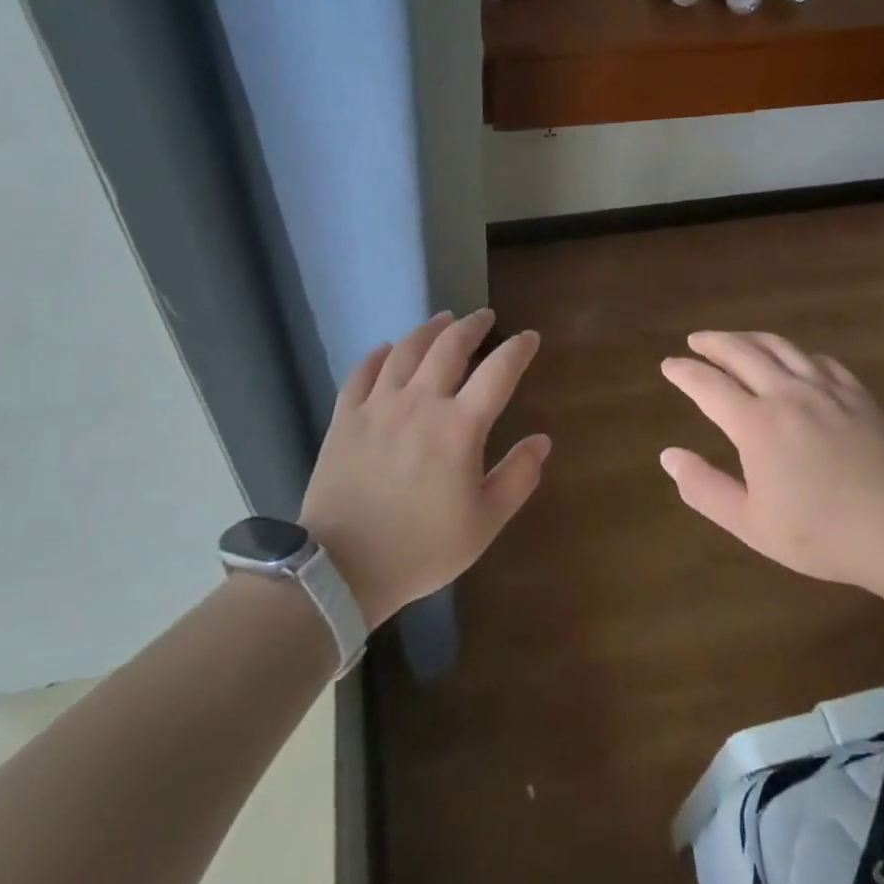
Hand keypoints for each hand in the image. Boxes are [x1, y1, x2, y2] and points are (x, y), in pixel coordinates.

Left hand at [300, 310, 548, 628]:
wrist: (341, 567)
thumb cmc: (421, 549)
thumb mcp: (484, 523)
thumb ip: (518, 478)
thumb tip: (542, 441)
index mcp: (459, 427)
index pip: (498, 372)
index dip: (518, 349)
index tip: (529, 338)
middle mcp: (420, 402)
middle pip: (449, 346)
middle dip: (472, 325)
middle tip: (484, 316)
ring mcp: (378, 405)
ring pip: (406, 349)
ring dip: (429, 329)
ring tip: (443, 319)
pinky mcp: (345, 417)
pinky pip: (363, 372)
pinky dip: (379, 355)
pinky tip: (387, 349)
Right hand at [660, 331, 883, 589]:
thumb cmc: (821, 534)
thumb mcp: (751, 524)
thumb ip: (704, 488)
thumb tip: (669, 455)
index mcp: (756, 424)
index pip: (708, 384)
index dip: (685, 372)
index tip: (669, 365)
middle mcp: (787, 394)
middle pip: (742, 352)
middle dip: (713, 343)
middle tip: (696, 340)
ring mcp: (826, 390)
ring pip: (781, 347)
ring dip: (751, 338)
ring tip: (736, 339)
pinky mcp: (858, 395)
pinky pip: (820, 361)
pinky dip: (797, 354)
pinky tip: (795, 360)